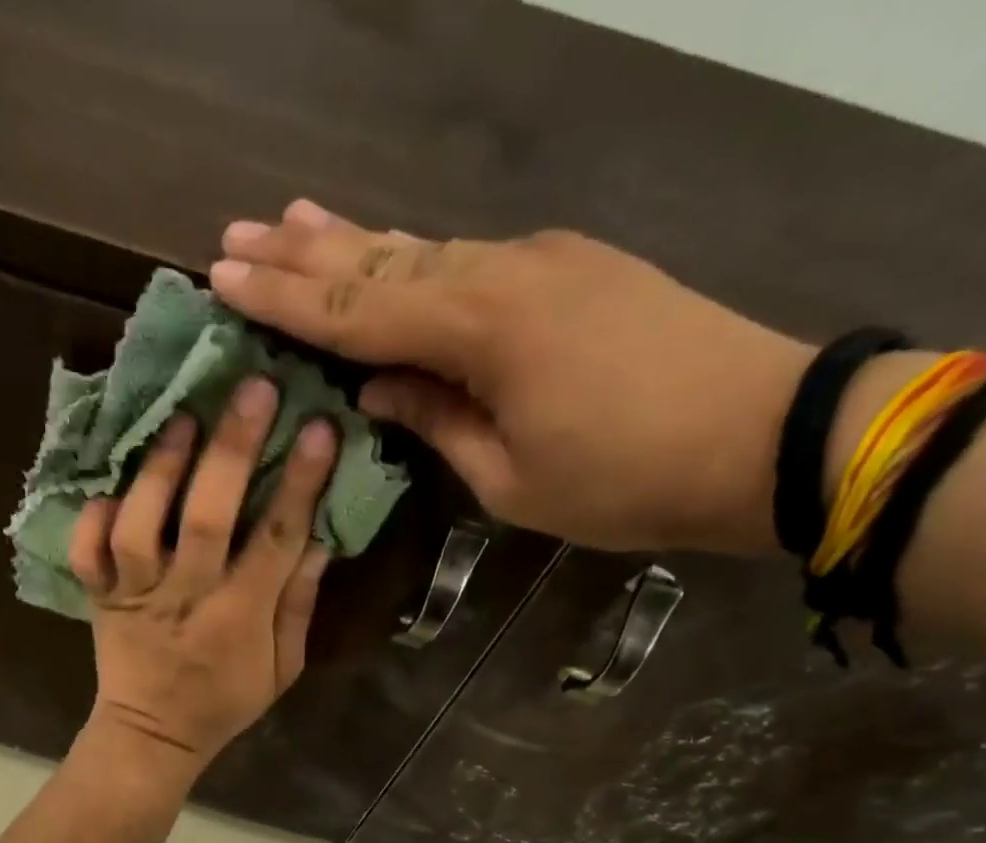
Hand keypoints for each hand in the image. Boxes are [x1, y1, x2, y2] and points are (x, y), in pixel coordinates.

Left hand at [69, 376, 335, 775]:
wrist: (153, 734)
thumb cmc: (226, 700)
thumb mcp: (283, 668)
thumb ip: (299, 606)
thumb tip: (319, 540)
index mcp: (239, 618)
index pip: (276, 539)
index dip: (300, 482)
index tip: (320, 427)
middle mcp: (185, 597)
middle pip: (206, 518)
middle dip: (232, 450)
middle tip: (253, 389)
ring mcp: (136, 596)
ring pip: (140, 526)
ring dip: (159, 469)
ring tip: (182, 420)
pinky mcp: (100, 598)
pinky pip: (86, 554)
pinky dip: (92, 519)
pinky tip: (112, 489)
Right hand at [210, 200, 814, 556]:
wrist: (763, 434)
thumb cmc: (626, 480)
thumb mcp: (512, 479)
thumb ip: (438, 421)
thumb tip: (376, 387)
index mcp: (481, 329)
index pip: (358, 311)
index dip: (286, 299)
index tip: (222, 277)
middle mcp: (502, 273)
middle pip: (382, 261)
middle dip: (303, 253)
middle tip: (235, 235)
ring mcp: (542, 260)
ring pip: (424, 248)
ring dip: (354, 240)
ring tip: (290, 219)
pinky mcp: (572, 268)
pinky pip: (469, 258)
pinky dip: (415, 256)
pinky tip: (386, 247)